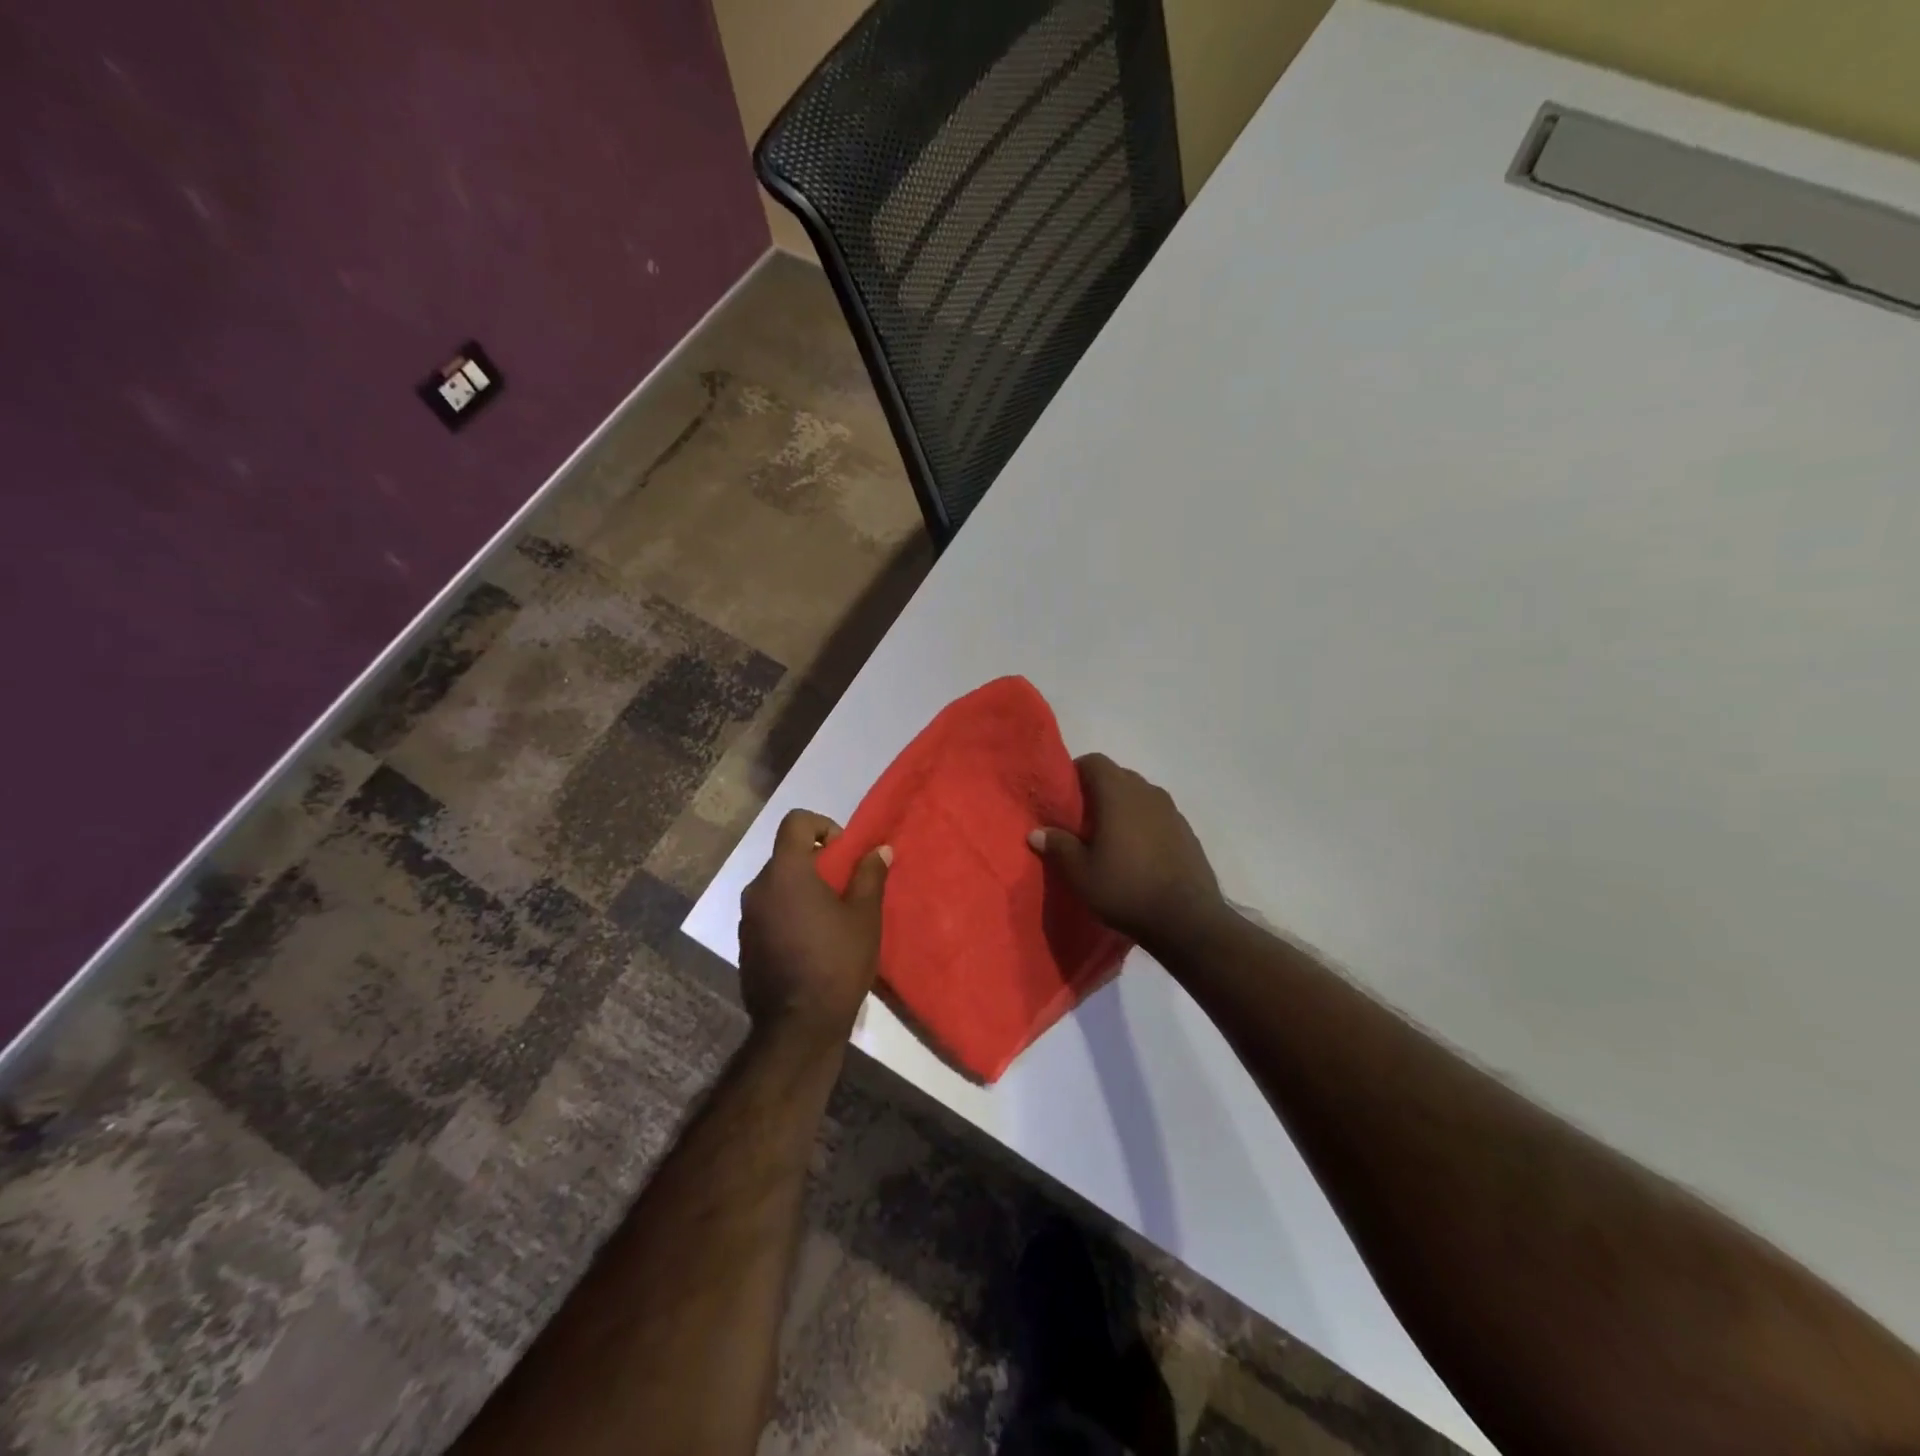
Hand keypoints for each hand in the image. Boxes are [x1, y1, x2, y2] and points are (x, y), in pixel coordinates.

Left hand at [738, 810, 891, 1045]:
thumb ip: (870, 875)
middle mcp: (758, 888)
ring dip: (802, 890)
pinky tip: (811, 943)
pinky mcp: (744, 943)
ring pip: (777, 885)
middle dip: (816, 863)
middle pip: (786, 855)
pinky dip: (788, 913)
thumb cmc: (837, 962)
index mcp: (786, 872)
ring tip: (830, 919)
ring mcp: (747, 917)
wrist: (798, 1027)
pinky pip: (768, 911)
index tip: (843, 854)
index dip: (822, 826)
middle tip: (844, 889)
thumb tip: (879, 849)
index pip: (795, 822)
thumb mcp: (865, 916)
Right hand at [1030, 753, 1226, 950]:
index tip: (1064, 796)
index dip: (1076, 772)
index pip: (1094, 761)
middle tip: (1082, 820)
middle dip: (1099, 790)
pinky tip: (1138, 853)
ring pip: (1140, 796)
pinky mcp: (1187, 831)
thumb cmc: (1126, 889)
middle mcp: (1147, 792)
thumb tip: (1037, 832)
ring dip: (1124, 807)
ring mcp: (1172, 811)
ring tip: (1110, 837)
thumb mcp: (1081, 873)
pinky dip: (1144, 823)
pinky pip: (1158, 815)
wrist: (1187, 919)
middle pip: (1118, 776)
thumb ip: (1058, 846)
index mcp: (1118, 794)